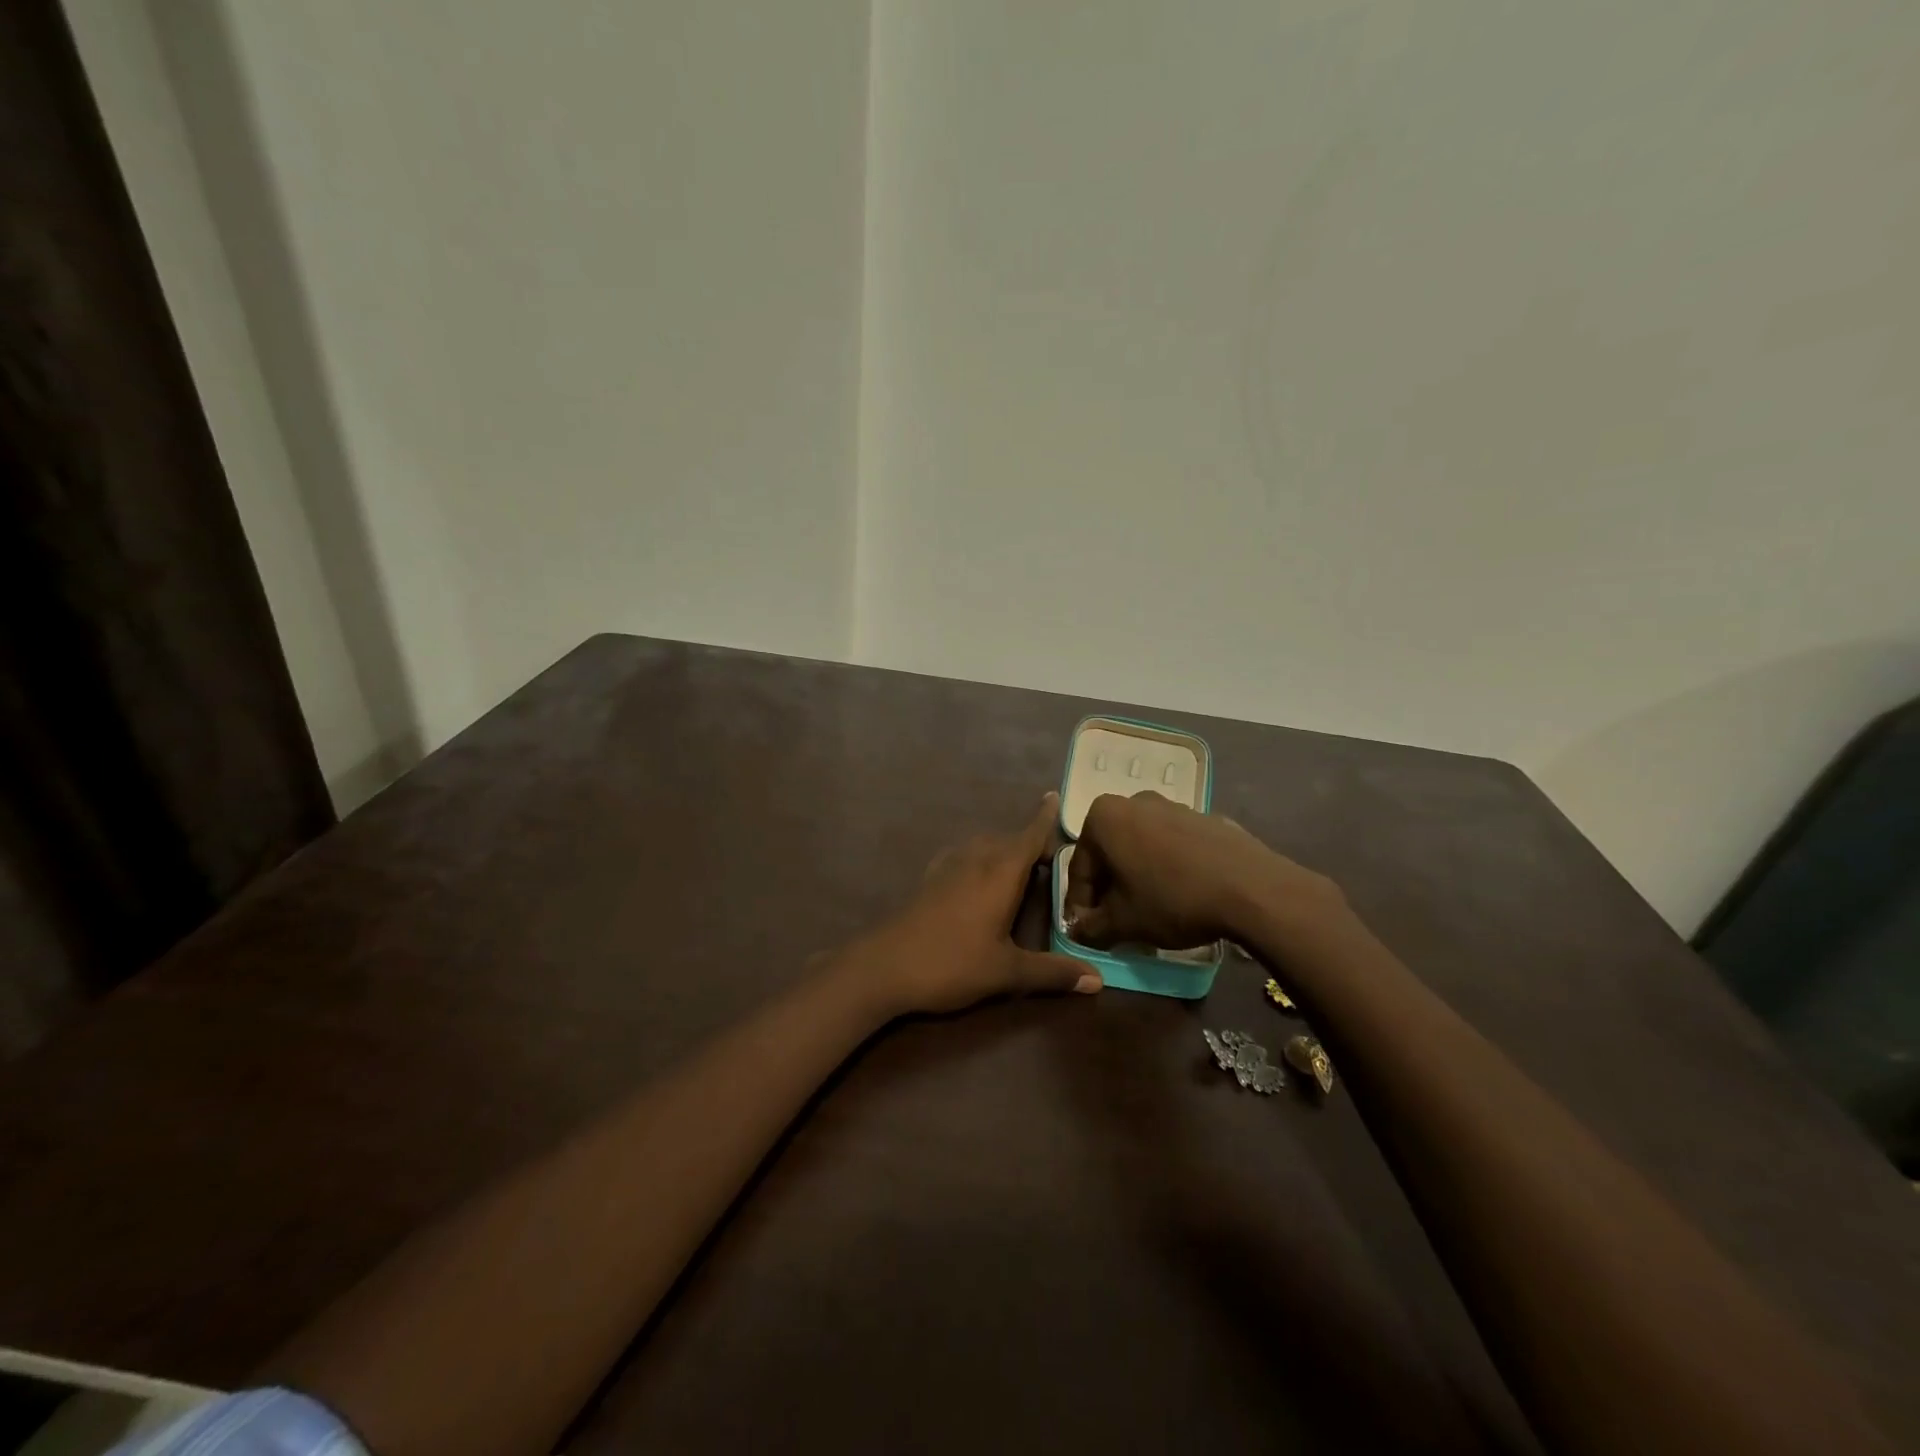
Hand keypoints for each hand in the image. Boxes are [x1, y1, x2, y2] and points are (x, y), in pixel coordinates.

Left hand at [837, 794, 1099, 1016]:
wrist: (884, 966)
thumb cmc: (951, 963)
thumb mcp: (1006, 972)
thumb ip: (1052, 973)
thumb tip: (1099, 980)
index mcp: (1000, 872)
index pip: (1029, 835)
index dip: (1045, 817)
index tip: (1054, 795)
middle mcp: (976, 859)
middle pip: (1009, 839)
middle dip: (1030, 841)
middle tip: (1052, 858)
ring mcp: (948, 866)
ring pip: (984, 845)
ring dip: (1004, 849)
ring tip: (1020, 867)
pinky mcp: (929, 879)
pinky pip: (963, 855)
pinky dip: (980, 857)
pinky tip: (977, 877)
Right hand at [1063, 791, 1343, 949]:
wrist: (1252, 888)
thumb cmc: (1173, 899)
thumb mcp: (1124, 922)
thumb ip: (1092, 927)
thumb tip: (1078, 929)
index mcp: (1103, 817)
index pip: (1079, 868)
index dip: (1080, 905)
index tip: (1087, 931)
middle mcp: (1133, 801)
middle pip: (1109, 852)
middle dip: (1109, 888)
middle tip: (1115, 922)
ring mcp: (1172, 805)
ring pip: (1140, 847)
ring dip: (1137, 877)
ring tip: (1149, 911)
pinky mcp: (1204, 818)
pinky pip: (1172, 845)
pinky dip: (1167, 868)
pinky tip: (1181, 896)